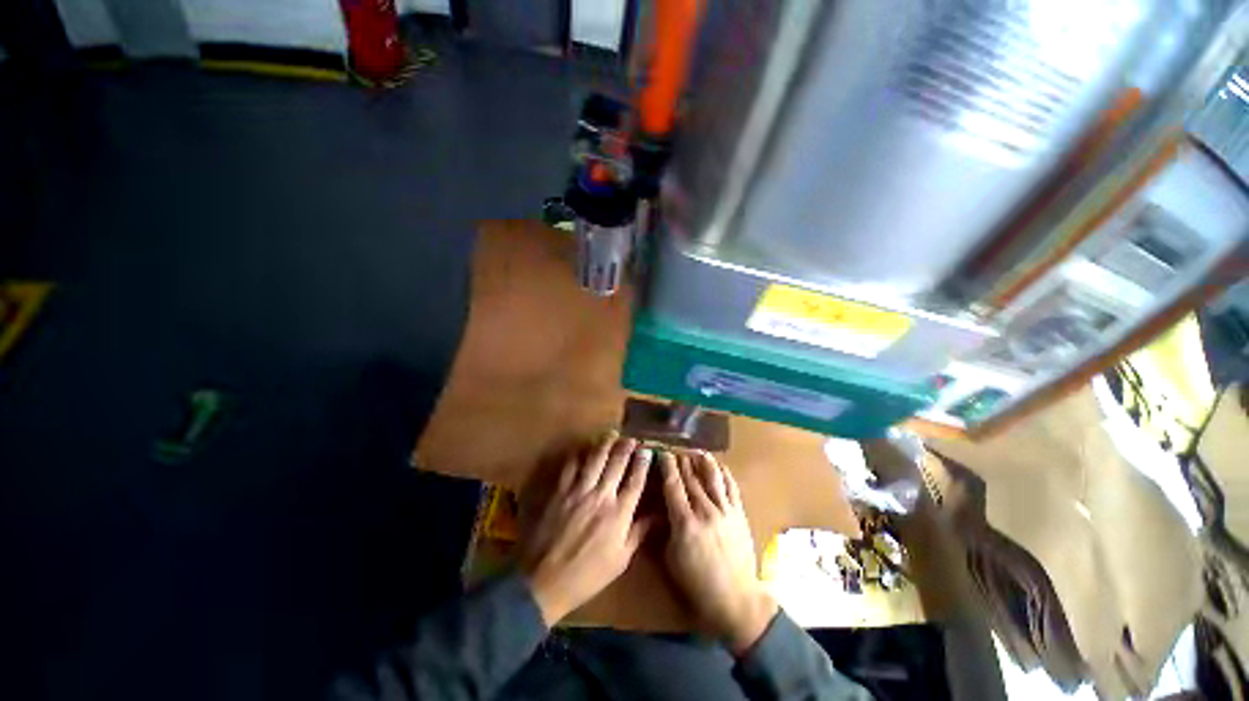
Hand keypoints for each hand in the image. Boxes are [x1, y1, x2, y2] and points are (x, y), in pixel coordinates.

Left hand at [519, 435, 653, 626]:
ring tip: (612, 435)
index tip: (647, 450)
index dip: (642, 463)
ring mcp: (578, 491)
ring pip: (595, 459)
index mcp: (618, 513)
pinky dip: (579, 454)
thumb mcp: (620, 559)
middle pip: (616, 463)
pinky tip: (584, 448)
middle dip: (626, 447)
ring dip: (605, 444)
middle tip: (631, 437)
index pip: (635, 481)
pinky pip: (571, 466)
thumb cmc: (587, 575)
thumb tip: (658, 514)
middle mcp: (600, 495)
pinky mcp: (559, 491)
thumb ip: (639, 532)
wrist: (544, 580)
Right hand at [660, 450, 777, 655]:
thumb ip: (667, 527)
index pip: (673, 486)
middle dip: (682, 461)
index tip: (662, 454)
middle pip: (691, 478)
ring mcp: (724, 511)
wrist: (735, 598)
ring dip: (703, 461)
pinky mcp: (739, 514)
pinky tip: (719, 465)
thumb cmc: (696, 582)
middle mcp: (705, 511)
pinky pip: (731, 487)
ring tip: (697, 451)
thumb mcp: (671, 557)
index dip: (667, 467)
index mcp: (684, 523)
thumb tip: (663, 506)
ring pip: (712, 477)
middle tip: (676, 450)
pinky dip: (725, 473)